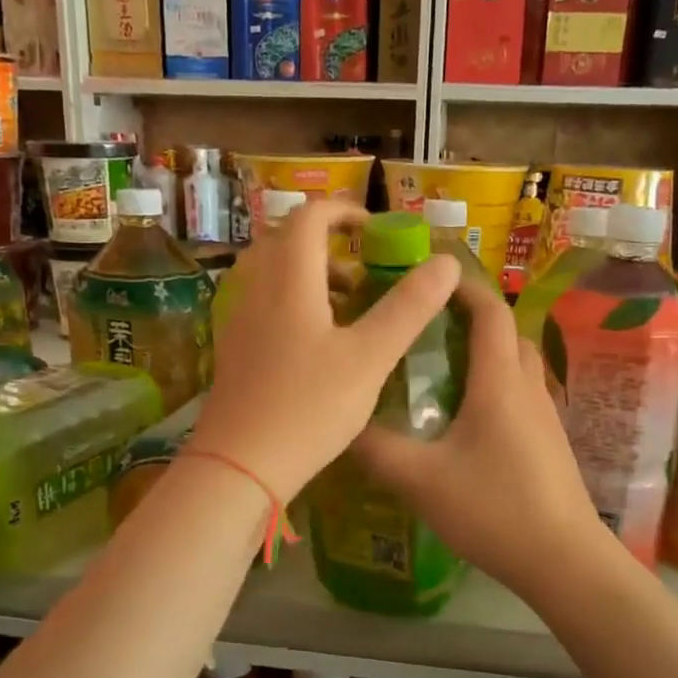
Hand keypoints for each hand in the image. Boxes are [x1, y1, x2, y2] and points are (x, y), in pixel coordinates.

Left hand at [194, 200, 460, 499]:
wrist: (239, 466)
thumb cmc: (309, 407)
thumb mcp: (370, 358)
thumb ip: (408, 308)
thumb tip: (445, 262)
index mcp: (289, 280)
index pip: (309, 216)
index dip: (344, 212)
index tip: (375, 230)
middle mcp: (256, 290)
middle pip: (285, 241)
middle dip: (327, 244)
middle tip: (364, 271)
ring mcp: (238, 321)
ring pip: (271, 274)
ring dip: (309, 275)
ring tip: (348, 307)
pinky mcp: (233, 350)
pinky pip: (262, 304)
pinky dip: (292, 302)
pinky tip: (318, 343)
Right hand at [352, 278, 610, 595]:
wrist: (563, 560)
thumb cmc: (494, 509)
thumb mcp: (421, 480)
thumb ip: (376, 450)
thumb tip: (341, 426)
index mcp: (500, 381)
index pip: (489, 310)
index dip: (462, 287)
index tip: (428, 280)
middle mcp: (527, 387)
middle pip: (506, 333)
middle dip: (470, 318)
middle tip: (425, 326)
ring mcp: (545, 415)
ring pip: (516, 365)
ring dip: (484, 354)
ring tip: (439, 369)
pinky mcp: (549, 442)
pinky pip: (521, 394)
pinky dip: (494, 386)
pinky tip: (464, 419)